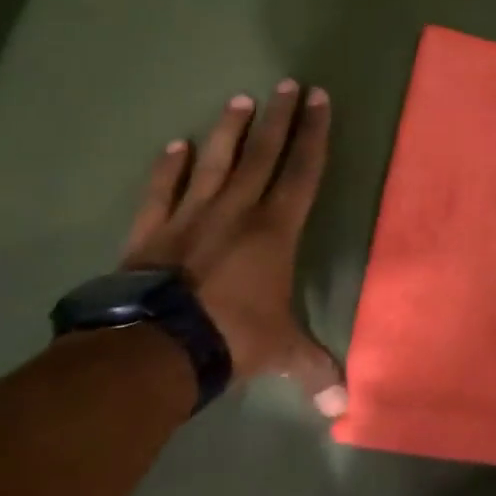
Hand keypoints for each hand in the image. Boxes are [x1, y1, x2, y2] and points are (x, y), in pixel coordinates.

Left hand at [122, 82, 344, 414]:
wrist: (154, 347)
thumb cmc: (231, 338)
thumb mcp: (281, 353)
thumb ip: (314, 371)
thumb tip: (344, 411)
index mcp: (275, 230)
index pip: (302, 172)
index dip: (314, 135)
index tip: (319, 100)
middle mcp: (237, 211)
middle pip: (263, 154)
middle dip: (280, 117)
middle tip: (289, 83)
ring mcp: (190, 217)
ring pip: (216, 162)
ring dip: (230, 130)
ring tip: (241, 99)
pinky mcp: (151, 231)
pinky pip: (162, 190)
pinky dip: (169, 167)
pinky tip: (176, 145)